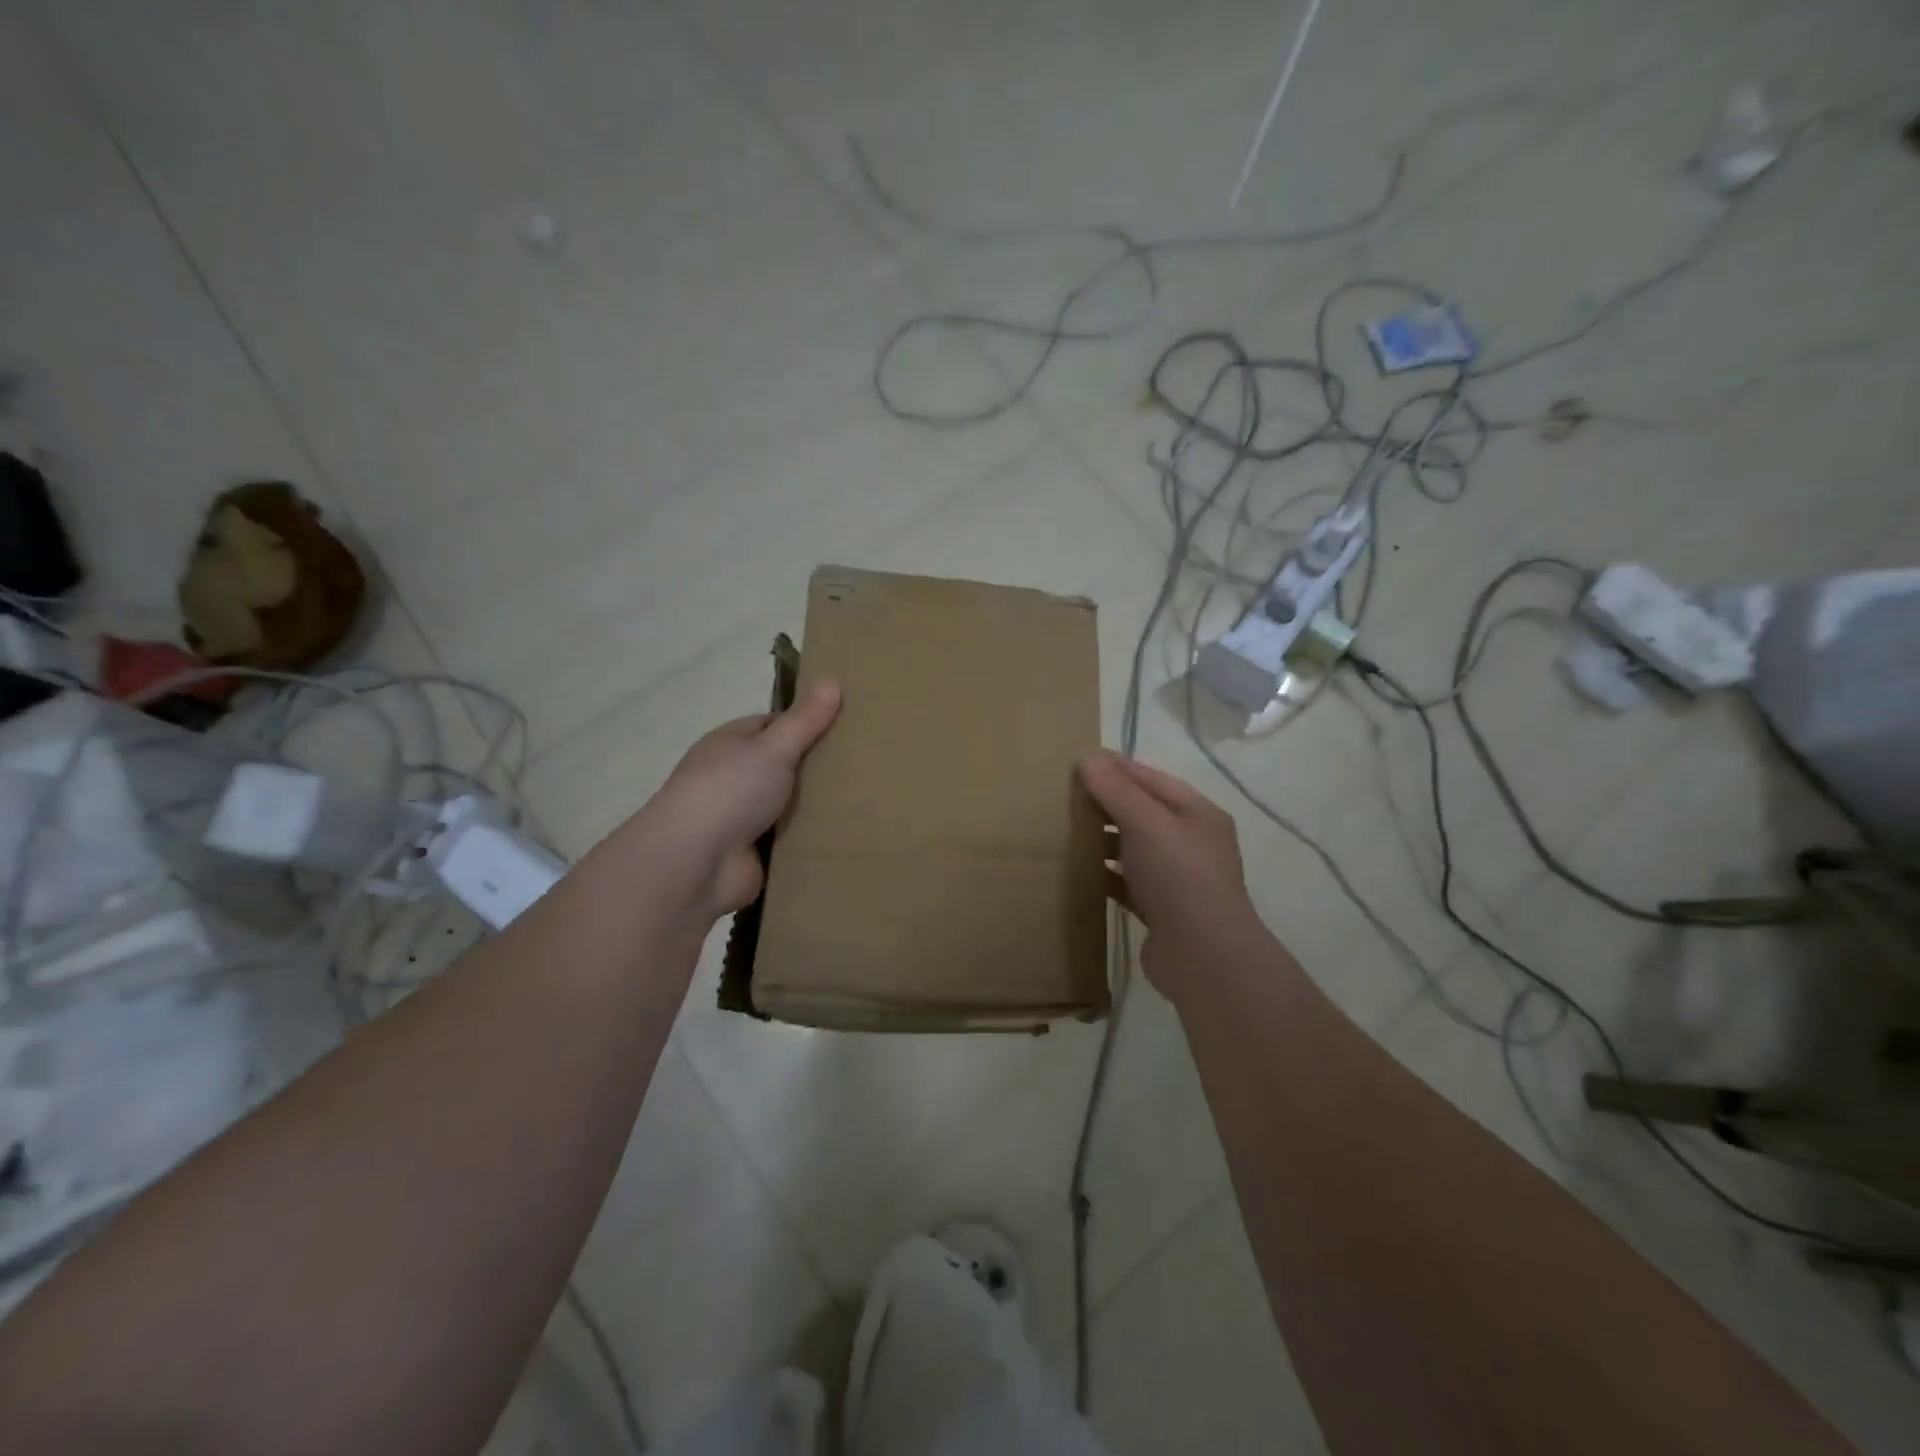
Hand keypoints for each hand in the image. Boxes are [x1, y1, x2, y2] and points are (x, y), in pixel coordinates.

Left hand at [642, 682, 840, 920]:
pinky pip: (787, 839)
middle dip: (814, 767)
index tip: (844, 725)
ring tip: (864, 798)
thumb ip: (805, 720)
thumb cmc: (730, 791)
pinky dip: (807, 838)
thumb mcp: (774, 747)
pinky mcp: (751, 853)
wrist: (696, 863)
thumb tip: (832, 680)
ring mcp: (739, 818)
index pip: (770, 725)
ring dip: (813, 806)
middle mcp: (730, 778)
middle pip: (780, 766)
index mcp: (728, 744)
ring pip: (786, 805)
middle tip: (862, 763)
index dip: (804, 723)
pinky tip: (842, 833)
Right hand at [1079, 750, 1264, 999]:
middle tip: (1062, 797)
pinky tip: (1076, 872)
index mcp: (1197, 814)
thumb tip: (1088, 758)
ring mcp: (1176, 878)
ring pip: (1132, 849)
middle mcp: (1190, 842)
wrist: (1204, 957)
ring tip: (1062, 831)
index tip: (1076, 761)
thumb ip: (1117, 791)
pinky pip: (1126, 883)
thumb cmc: (1179, 877)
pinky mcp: (1160, 909)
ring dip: (1102, 841)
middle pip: (1141, 813)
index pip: (1150, 779)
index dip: (1115, 768)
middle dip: (1105, 804)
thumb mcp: (1147, 824)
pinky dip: (1103, 876)